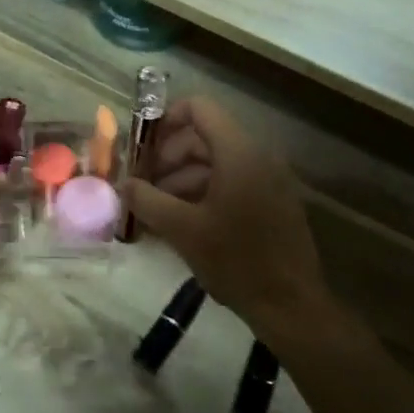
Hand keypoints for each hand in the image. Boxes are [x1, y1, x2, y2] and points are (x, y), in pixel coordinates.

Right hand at [123, 97, 327, 329]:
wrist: (290, 304)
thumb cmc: (235, 260)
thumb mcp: (182, 230)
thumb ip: (147, 200)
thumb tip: (123, 184)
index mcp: (239, 152)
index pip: (199, 108)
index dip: (165, 119)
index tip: (140, 148)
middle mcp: (258, 155)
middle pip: (205, 136)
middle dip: (168, 156)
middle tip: (142, 185)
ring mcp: (269, 179)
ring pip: (217, 162)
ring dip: (182, 178)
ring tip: (155, 209)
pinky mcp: (273, 201)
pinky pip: (232, 182)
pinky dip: (203, 192)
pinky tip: (181, 222)